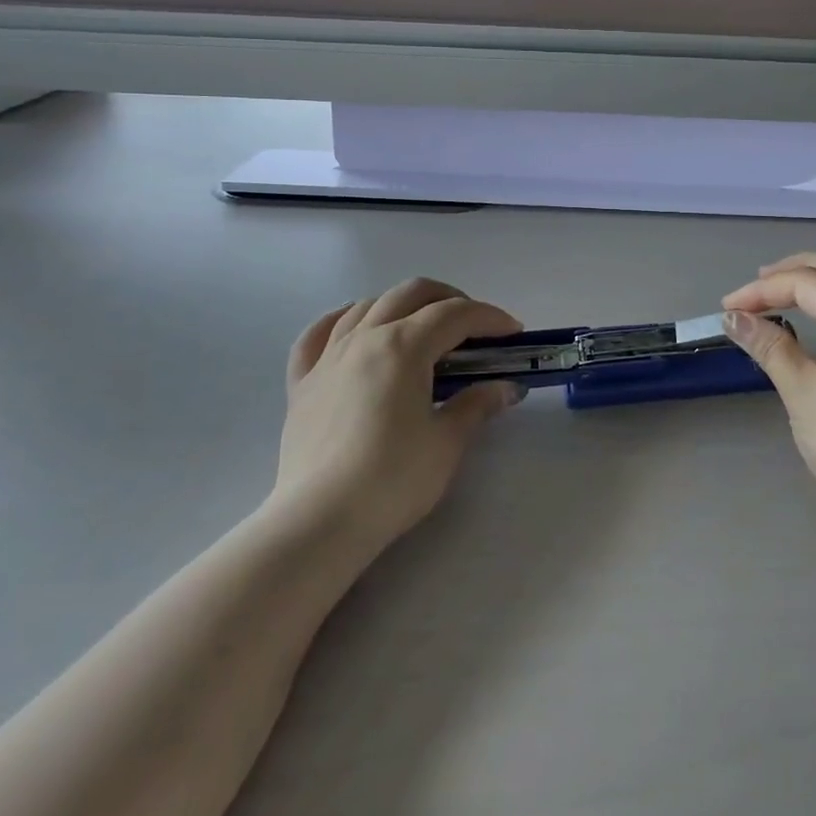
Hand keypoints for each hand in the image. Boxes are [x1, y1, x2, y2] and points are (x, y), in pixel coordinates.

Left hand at [273, 278, 523, 547]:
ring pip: (367, 306)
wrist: (320, 522)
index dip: (490, 317)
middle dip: (449, 299)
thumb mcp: (447, 442)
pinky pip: (318, 334)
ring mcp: (328, 357)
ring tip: (422, 327)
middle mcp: (365, 337)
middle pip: (411, 294)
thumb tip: (506, 389)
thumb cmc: (393, 479)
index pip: (456, 315)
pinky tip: (355, 327)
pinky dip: (341, 320)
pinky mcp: (302, 383)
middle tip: (474, 326)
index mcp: (404, 346)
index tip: (513, 333)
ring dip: (402, 305)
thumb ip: (477, 405)